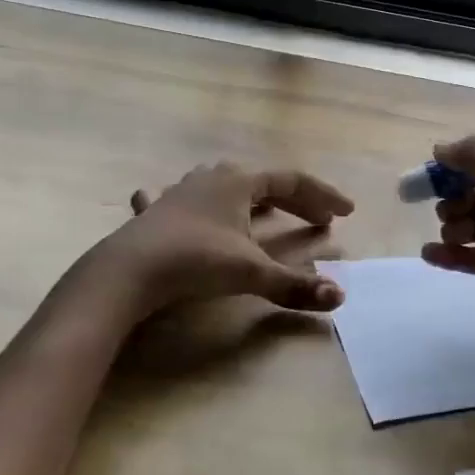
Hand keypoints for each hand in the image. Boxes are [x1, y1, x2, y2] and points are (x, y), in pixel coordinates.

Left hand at [115, 186, 340, 378]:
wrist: (128, 270)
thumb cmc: (196, 260)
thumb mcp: (250, 272)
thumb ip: (294, 285)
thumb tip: (340, 297)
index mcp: (240, 182)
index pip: (292, 181)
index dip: (322, 196)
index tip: (346, 213)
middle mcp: (213, 178)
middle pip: (264, 183)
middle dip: (295, 201)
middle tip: (320, 220)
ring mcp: (181, 191)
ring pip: (223, 186)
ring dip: (249, 198)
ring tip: (263, 211)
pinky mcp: (156, 212)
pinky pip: (177, 200)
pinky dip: (187, 204)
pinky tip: (161, 198)